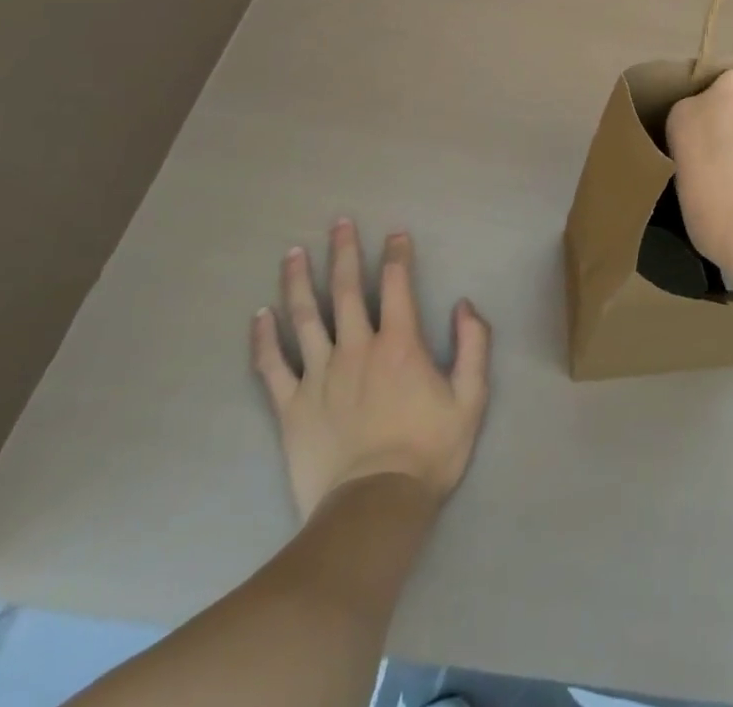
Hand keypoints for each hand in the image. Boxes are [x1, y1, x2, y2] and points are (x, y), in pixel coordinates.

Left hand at [252, 222, 490, 519]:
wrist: (374, 509)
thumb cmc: (429, 451)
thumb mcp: (471, 398)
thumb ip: (473, 345)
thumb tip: (464, 304)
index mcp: (400, 345)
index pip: (398, 285)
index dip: (398, 255)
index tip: (396, 234)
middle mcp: (357, 349)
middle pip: (348, 290)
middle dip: (345, 252)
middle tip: (339, 222)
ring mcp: (319, 377)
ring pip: (306, 318)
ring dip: (300, 282)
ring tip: (294, 252)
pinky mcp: (291, 407)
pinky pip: (272, 367)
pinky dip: (264, 339)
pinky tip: (260, 315)